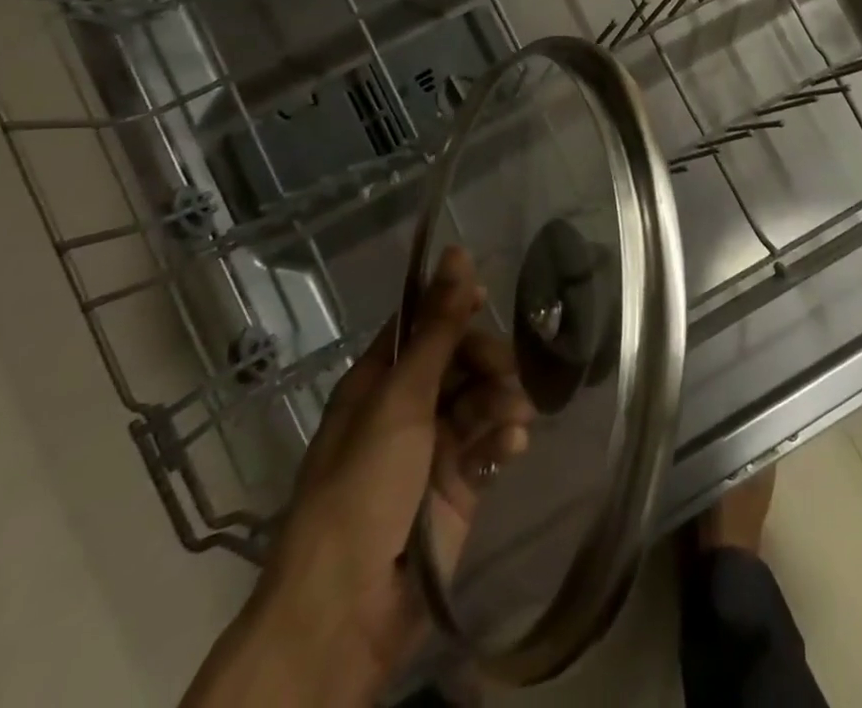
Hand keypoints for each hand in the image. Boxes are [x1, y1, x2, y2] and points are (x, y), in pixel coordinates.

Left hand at [183, 246, 533, 707]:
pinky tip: (513, 445)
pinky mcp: (458, 486)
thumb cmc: (364, 488)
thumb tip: (456, 252)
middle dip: (487, 362)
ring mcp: (433, 449)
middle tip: (508, 372)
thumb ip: (437, 328)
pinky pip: (489, 444)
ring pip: (480, 400)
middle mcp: (406, 409)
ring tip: (513, 417)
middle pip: (459, 361)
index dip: (452, 308)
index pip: (422, 326)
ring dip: (501, 401)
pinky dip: (504, 439)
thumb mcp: (402, 399)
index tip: (488, 298)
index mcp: (378, 382)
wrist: (348, 609)